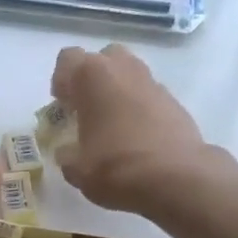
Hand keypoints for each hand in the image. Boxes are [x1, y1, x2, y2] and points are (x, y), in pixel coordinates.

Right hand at [51, 44, 208, 212]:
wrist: (176, 179)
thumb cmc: (115, 167)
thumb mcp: (77, 168)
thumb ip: (66, 154)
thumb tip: (67, 151)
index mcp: (92, 76)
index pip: (68, 59)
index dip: (61, 81)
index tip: (63, 107)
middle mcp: (124, 68)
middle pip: (103, 59)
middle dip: (93, 80)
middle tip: (87, 110)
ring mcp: (153, 82)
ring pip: (129, 75)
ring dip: (117, 92)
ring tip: (112, 125)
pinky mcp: (174, 101)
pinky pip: (148, 96)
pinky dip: (139, 109)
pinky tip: (137, 138)